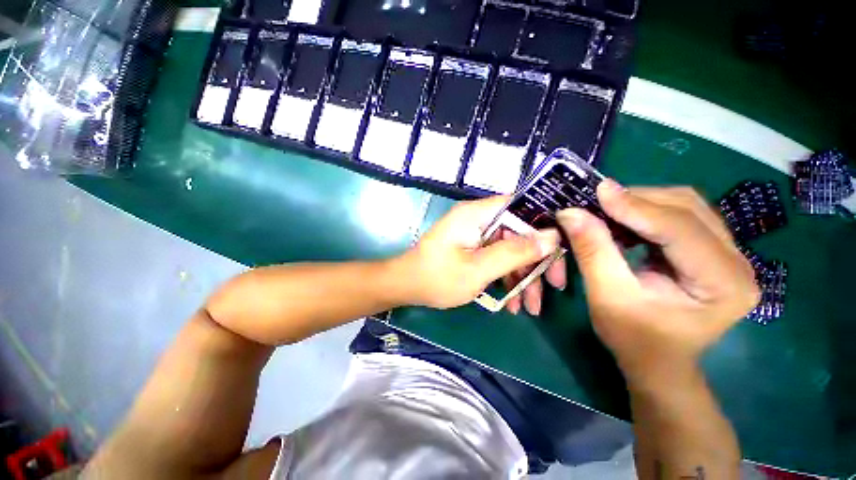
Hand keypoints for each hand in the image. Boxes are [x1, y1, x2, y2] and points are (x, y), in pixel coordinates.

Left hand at [398, 196, 560, 308]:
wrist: (407, 286)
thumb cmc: (437, 277)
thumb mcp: (478, 269)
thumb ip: (514, 252)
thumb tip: (551, 237)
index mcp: (477, 214)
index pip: (521, 205)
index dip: (545, 222)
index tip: (564, 246)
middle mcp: (478, 219)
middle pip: (519, 232)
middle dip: (537, 261)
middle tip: (554, 287)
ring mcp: (475, 235)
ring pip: (510, 249)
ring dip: (523, 276)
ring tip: (531, 306)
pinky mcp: (473, 248)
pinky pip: (497, 258)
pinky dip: (506, 277)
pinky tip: (513, 302)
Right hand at [557, 182, 759, 385]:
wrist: (658, 362)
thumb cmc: (634, 339)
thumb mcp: (607, 297)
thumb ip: (593, 252)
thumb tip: (572, 212)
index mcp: (724, 284)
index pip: (680, 229)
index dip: (636, 207)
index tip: (598, 191)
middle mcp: (738, 263)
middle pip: (688, 209)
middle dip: (638, 200)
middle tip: (597, 202)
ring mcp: (728, 255)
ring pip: (685, 207)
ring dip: (642, 203)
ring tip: (607, 212)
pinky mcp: (711, 252)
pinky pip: (680, 216)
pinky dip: (647, 213)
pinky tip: (624, 223)